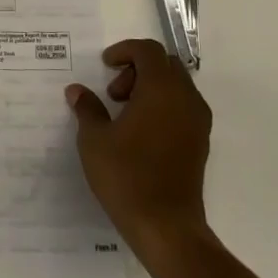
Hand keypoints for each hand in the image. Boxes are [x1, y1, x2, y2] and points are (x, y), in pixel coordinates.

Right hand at [66, 38, 212, 262]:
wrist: (166, 226)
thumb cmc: (127, 176)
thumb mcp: (94, 139)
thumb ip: (87, 108)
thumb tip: (77, 91)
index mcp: (162, 90)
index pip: (148, 51)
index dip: (124, 50)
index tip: (104, 65)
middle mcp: (186, 99)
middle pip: (166, 64)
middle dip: (138, 68)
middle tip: (114, 92)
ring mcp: (198, 122)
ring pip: (176, 85)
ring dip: (151, 87)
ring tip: (124, 113)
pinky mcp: (200, 143)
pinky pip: (183, 107)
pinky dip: (162, 105)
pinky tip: (140, 132)